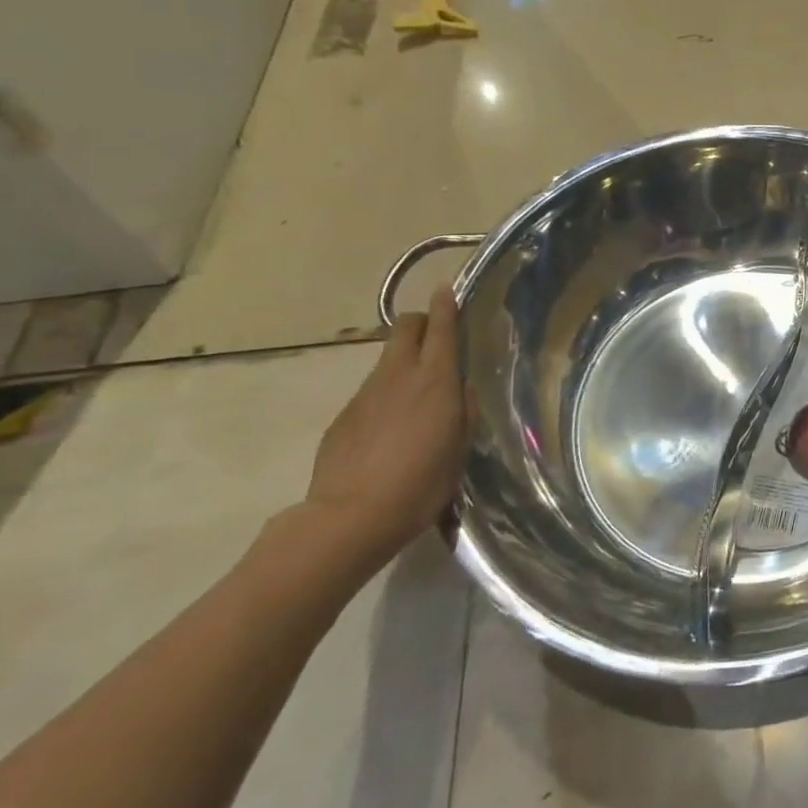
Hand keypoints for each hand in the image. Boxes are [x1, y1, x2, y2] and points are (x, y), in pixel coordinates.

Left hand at [306, 286, 471, 562]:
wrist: (350, 517)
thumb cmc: (421, 483)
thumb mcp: (459, 447)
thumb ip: (463, 410)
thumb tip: (460, 386)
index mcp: (435, 381)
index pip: (440, 329)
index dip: (444, 306)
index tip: (446, 290)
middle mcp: (398, 377)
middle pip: (404, 328)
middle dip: (420, 323)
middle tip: (435, 336)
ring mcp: (365, 394)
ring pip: (388, 359)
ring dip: (404, 361)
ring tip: (418, 390)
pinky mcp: (344, 415)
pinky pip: (371, 391)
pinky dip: (386, 394)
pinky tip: (392, 425)